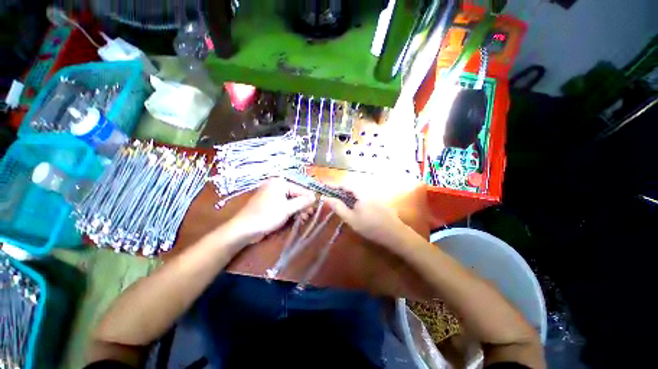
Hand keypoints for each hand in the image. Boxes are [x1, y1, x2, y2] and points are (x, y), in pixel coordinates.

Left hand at [228, 178, 315, 243]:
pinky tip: (295, 218)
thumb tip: (315, 196)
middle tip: (308, 216)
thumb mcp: (287, 209)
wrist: (243, 229)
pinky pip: (284, 205)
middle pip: (295, 195)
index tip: (315, 209)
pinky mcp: (269, 203)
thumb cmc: (266, 216)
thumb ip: (302, 202)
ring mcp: (272, 194)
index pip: (300, 189)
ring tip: (302, 219)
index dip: (308, 200)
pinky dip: (290, 211)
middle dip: (303, 206)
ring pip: (290, 201)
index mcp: (279, 183)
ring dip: (297, 210)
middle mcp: (276, 186)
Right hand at [324, 185, 410, 249]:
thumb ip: (338, 207)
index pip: (345, 184)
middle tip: (334, 196)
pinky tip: (356, 206)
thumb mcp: (351, 219)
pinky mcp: (379, 199)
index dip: (334, 186)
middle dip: (341, 189)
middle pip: (352, 185)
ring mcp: (375, 193)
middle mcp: (369, 189)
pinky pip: (365, 194)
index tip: (326, 188)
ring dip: (349, 193)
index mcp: (361, 192)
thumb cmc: (370, 227)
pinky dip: (357, 197)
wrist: (394, 233)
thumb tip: (327, 198)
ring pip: (358, 190)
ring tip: (343, 201)